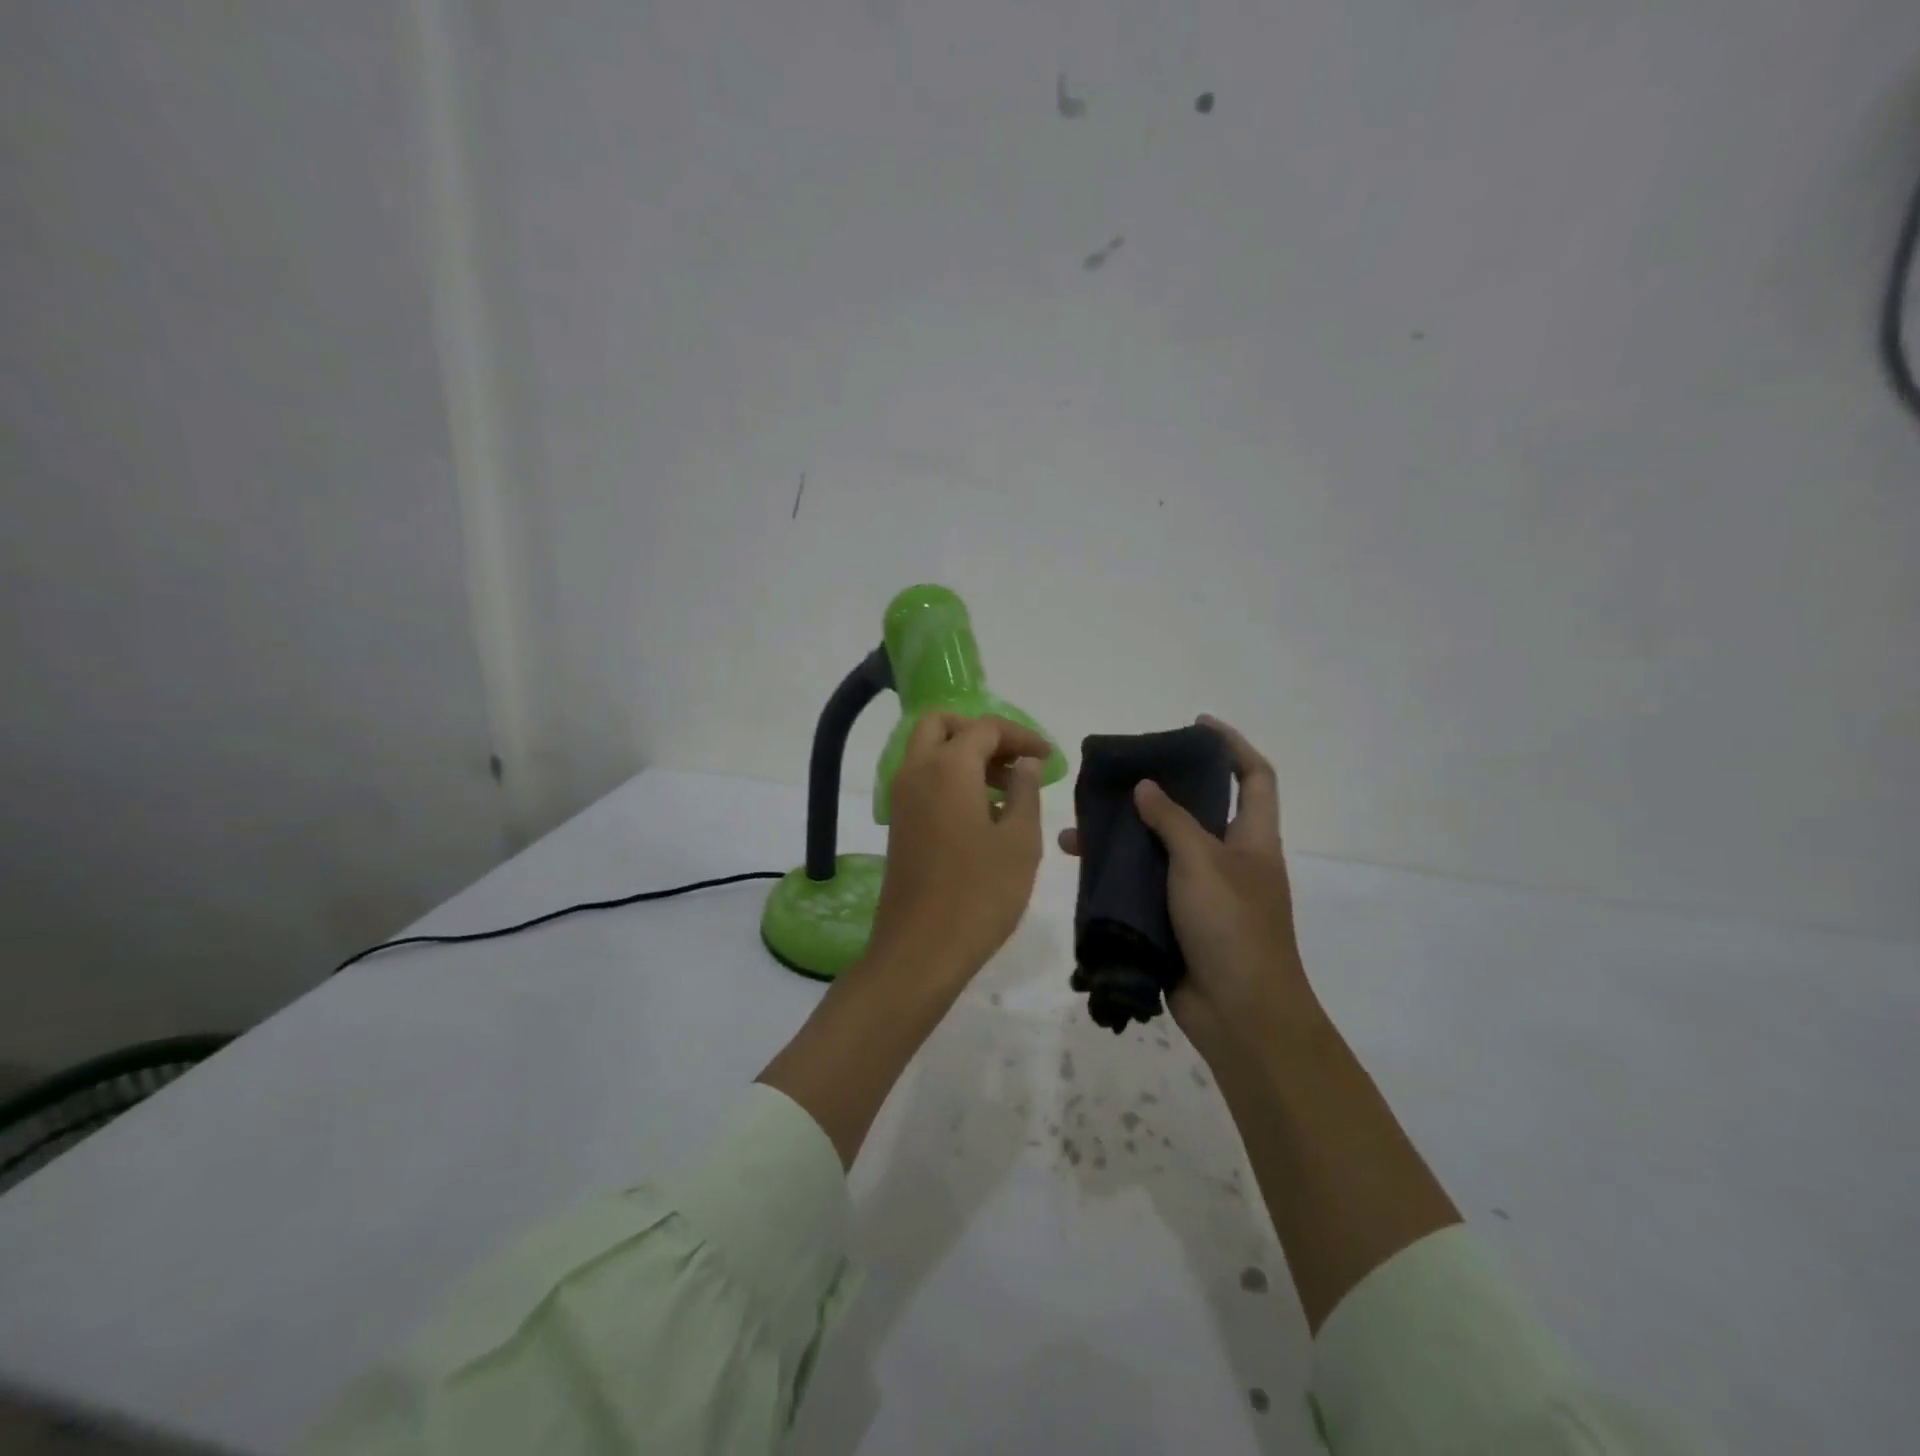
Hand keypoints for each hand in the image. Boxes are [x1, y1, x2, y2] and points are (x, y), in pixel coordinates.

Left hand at [868, 712, 1050, 986]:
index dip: (1021, 736)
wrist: (920, 950)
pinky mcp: (898, 824)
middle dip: (981, 733)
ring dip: (965, 756)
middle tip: (1015, 760)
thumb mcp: (1020, 841)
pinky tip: (982, 812)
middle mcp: (916, 772)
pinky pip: (923, 780)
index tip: (1049, 757)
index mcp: (947, 767)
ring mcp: (901, 799)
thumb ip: (1026, 792)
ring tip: (1008, 789)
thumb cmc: (980, 893)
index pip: (985, 728)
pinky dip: (950, 778)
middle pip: (942, 726)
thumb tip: (1024, 764)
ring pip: (929, 752)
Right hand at [1059, 716, 1320, 1062]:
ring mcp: (1201, 892)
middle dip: (1160, 788)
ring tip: (1080, 826)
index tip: (1196, 725)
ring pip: (1160, 848)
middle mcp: (1228, 859)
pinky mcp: (1175, 920)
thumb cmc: (1232, 927)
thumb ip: (1173, 821)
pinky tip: (1081, 868)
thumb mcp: (1203, 862)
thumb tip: (1146, 787)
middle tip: (1118, 776)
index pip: (1254, 776)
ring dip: (1124, 835)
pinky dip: (1116, 874)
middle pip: (1196, 809)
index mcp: (1252, 838)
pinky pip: (1143, 884)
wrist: (1239, 1014)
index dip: (1231, 745)